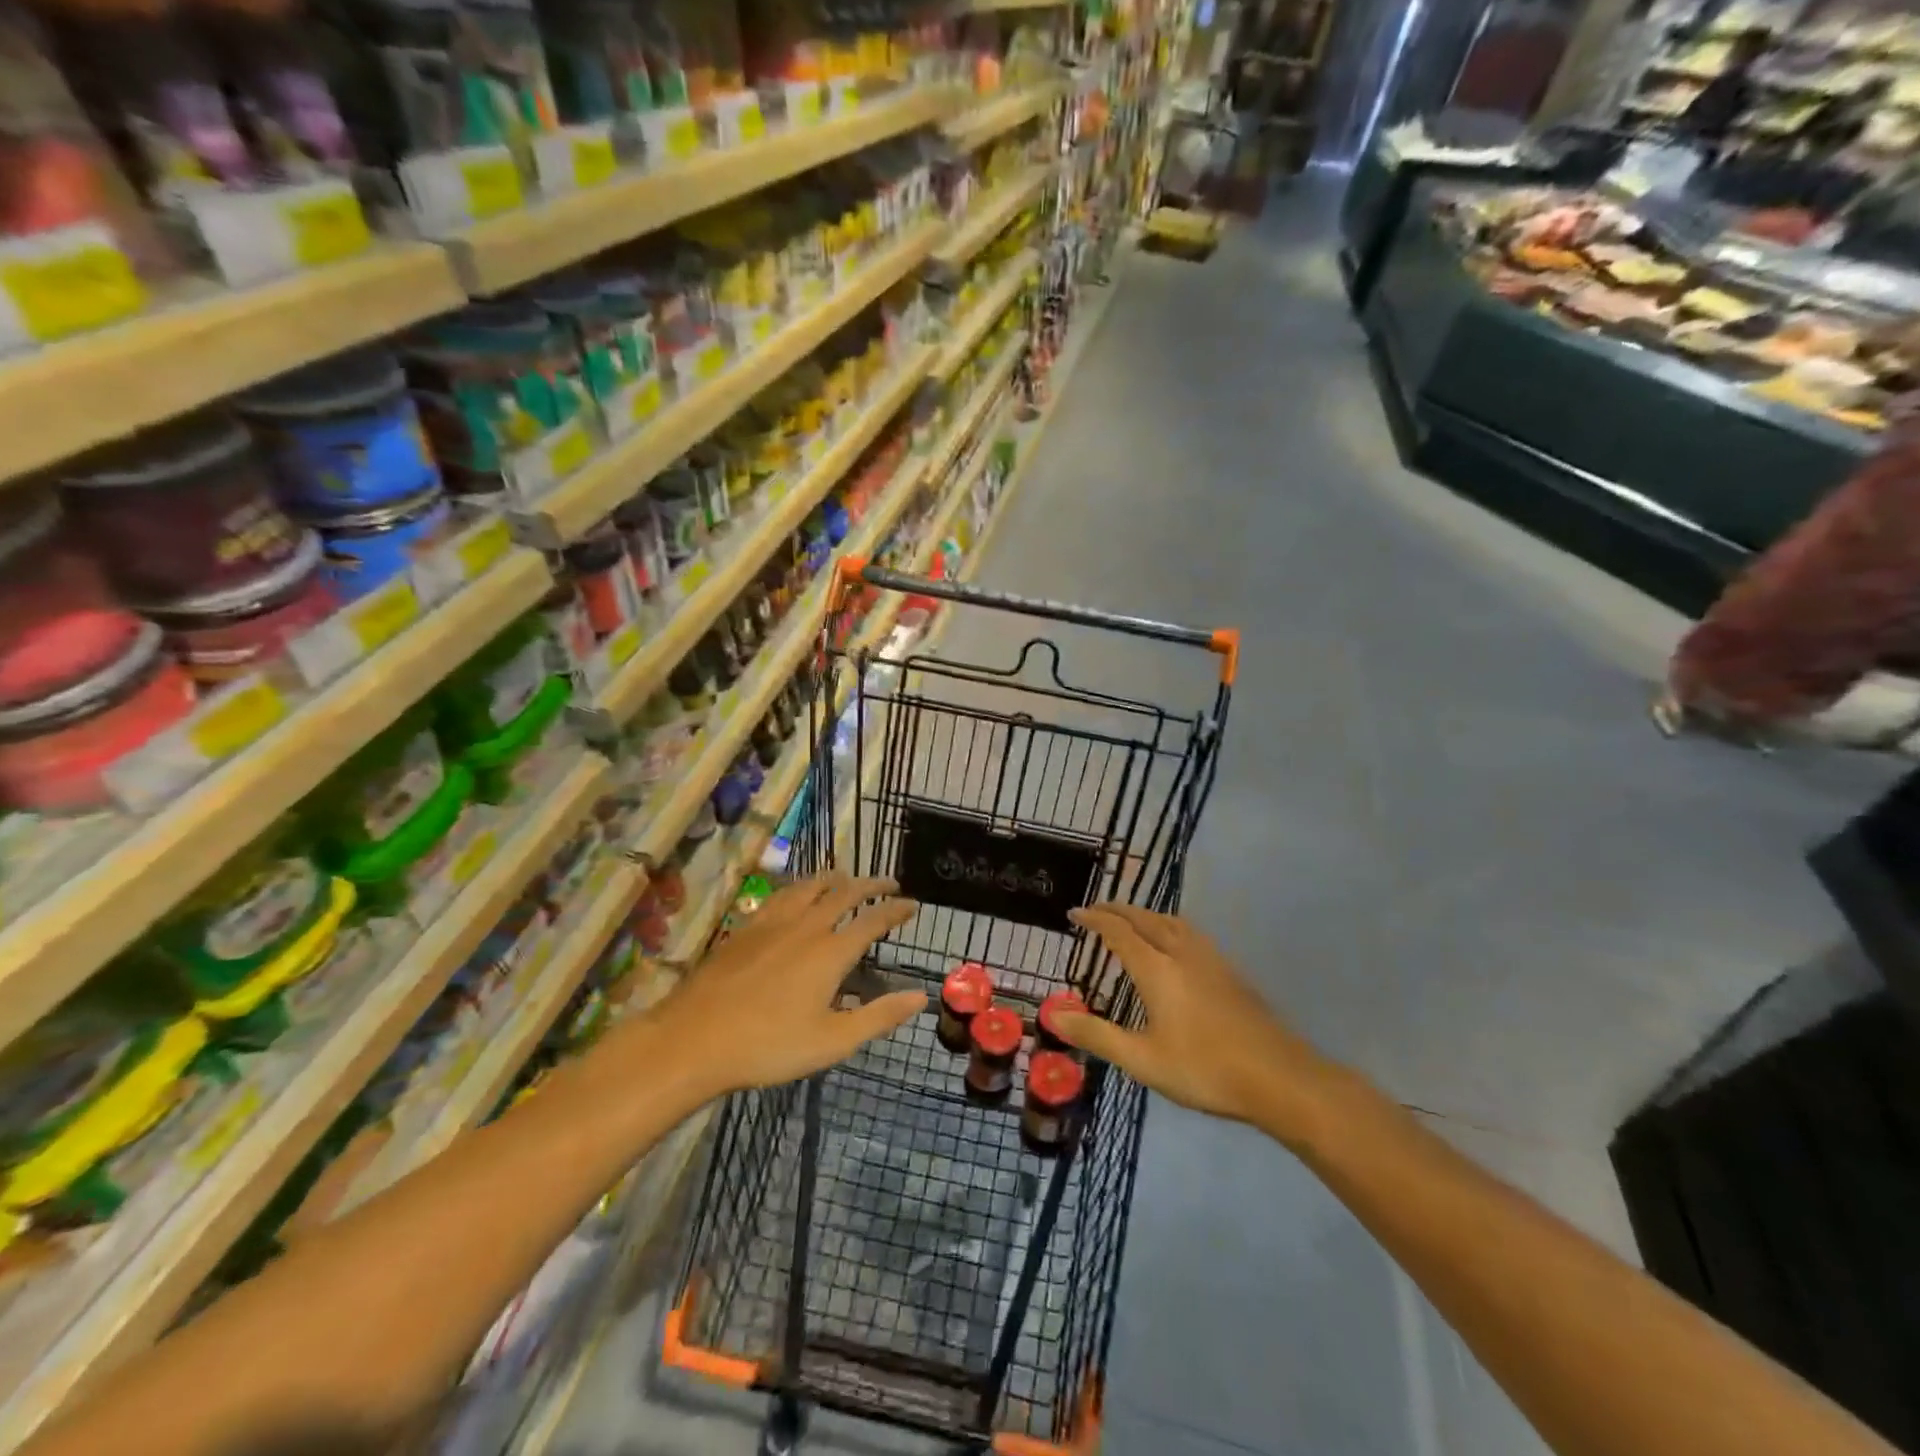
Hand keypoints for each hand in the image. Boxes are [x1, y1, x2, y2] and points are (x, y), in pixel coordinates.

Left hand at [654, 874, 926, 1096]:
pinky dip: (800, 887)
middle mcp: (806, 926)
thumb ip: (879, 1016)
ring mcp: (772, 923)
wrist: (693, 1039)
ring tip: (846, 878)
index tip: (913, 904)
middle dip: (871, 884)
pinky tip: (796, 895)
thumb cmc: (768, 1046)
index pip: (873, 920)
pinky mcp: (746, 927)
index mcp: (831, 952)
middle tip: (889, 883)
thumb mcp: (832, 1041)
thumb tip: (920, 996)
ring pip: (810, 885)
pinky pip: (781, 894)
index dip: (896, 909)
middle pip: (844, 892)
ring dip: (835, 878)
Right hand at [1052, 903, 1343, 1140]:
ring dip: (1146, 914)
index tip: (1075, 913)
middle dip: (1119, 910)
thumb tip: (1053, 1016)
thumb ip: (1096, 1035)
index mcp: (1157, 969)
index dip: (1095, 919)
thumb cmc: (1204, 1069)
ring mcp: (1211, 960)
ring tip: (1132, 920)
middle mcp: (1183, 954)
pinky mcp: (1231, 972)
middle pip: (1146, 919)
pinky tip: (1175, 946)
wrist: (1279, 1078)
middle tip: (1097, 909)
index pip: (1119, 932)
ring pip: (1173, 922)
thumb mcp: (1141, 1060)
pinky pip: (1191, 933)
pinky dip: (1169, 926)